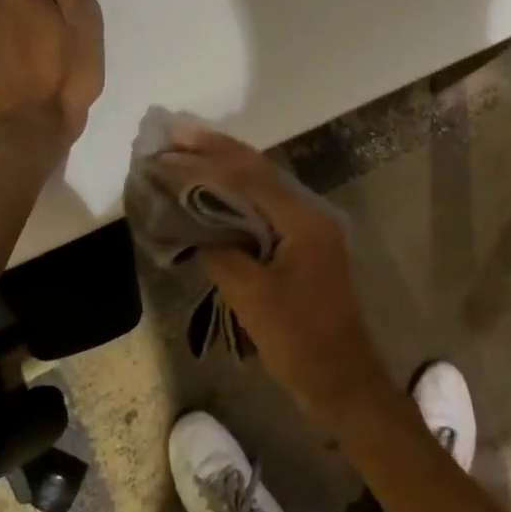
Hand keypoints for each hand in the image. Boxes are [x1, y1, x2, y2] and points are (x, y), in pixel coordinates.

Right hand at [167, 128, 392, 428]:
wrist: (342, 377)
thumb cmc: (298, 340)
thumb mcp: (252, 298)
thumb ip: (221, 254)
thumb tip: (195, 228)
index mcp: (303, 219)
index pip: (248, 178)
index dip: (206, 162)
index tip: (169, 150)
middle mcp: (311, 211)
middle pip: (260, 169)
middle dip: (217, 150)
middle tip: (175, 134)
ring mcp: (311, 225)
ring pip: (264, 183)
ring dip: (227, 165)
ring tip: (189, 149)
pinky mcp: (305, 241)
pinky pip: (268, 204)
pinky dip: (239, 191)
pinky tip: (215, 188)